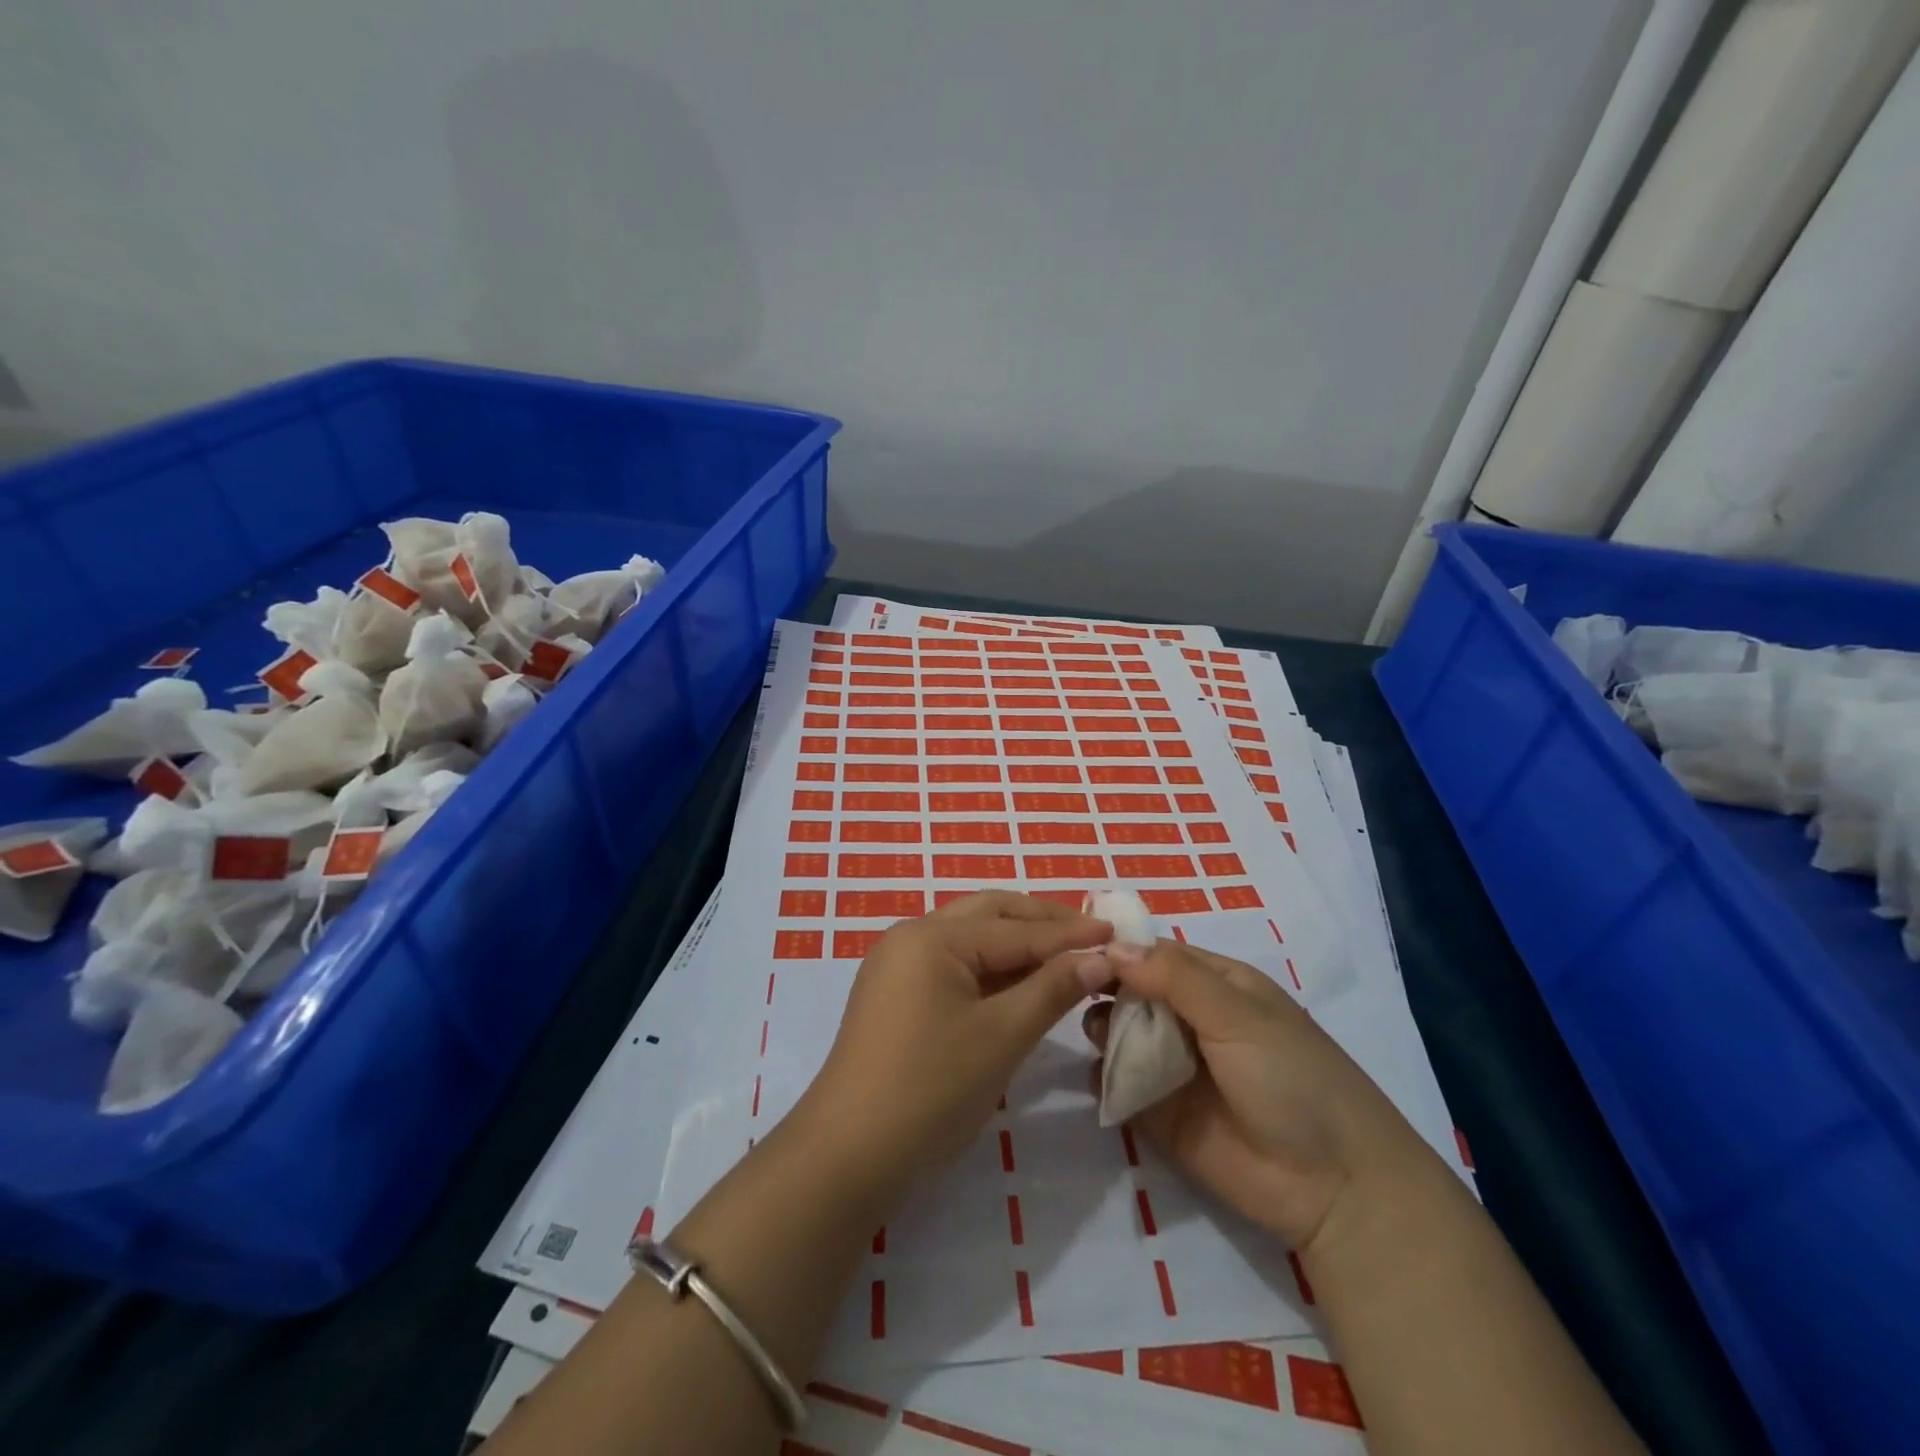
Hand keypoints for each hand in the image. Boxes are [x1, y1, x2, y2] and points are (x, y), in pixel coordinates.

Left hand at [799, 892, 1114, 1201]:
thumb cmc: (931, 1089)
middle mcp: (911, 937)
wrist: (848, 1154)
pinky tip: (1022, 984)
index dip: (1069, 934)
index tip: (1117, 933)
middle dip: (1041, 923)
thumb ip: (1052, 990)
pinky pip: (953, 966)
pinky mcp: (895, 995)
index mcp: (932, 936)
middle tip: (1091, 935)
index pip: (1015, 929)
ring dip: (1017, 944)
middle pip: (988, 915)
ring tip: (1065, 956)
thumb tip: (1099, 958)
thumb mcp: (1001, 1037)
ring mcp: (898, 966)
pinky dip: (992, 970)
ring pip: (970, 940)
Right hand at [1084, 939, 1418, 1251]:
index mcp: (1217, 985)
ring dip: (1101, 1030)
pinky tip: (1099, 1076)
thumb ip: (1175, 978)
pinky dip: (1103, 1077)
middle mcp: (1191, 1019)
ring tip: (1096, 1036)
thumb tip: (1113, 947)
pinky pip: (1119, 1085)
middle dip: (1104, 988)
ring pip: (1120, 1035)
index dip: (1119, 949)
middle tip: (1075, 992)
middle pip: (1132, 991)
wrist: (1334, 1187)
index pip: (1156, 954)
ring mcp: (1173, 1066)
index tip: (1076, 947)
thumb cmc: (1293, 1078)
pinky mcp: (1158, 1113)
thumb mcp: (1238, 1015)